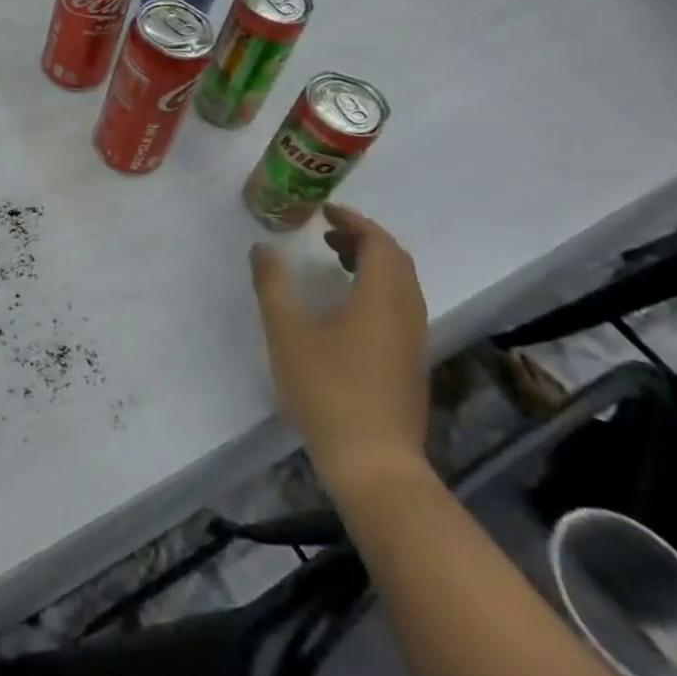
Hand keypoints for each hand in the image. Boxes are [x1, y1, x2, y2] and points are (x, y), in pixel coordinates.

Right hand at [251, 205, 428, 494]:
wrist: (374, 464)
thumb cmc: (328, 389)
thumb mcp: (286, 330)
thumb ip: (273, 283)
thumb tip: (263, 248)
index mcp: (381, 298)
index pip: (380, 243)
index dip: (354, 221)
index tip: (324, 211)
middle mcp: (406, 313)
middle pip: (396, 262)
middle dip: (364, 239)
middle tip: (327, 234)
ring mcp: (412, 342)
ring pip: (401, 286)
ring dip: (371, 265)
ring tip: (334, 262)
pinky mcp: (409, 364)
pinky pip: (399, 307)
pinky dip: (376, 289)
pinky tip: (345, 307)